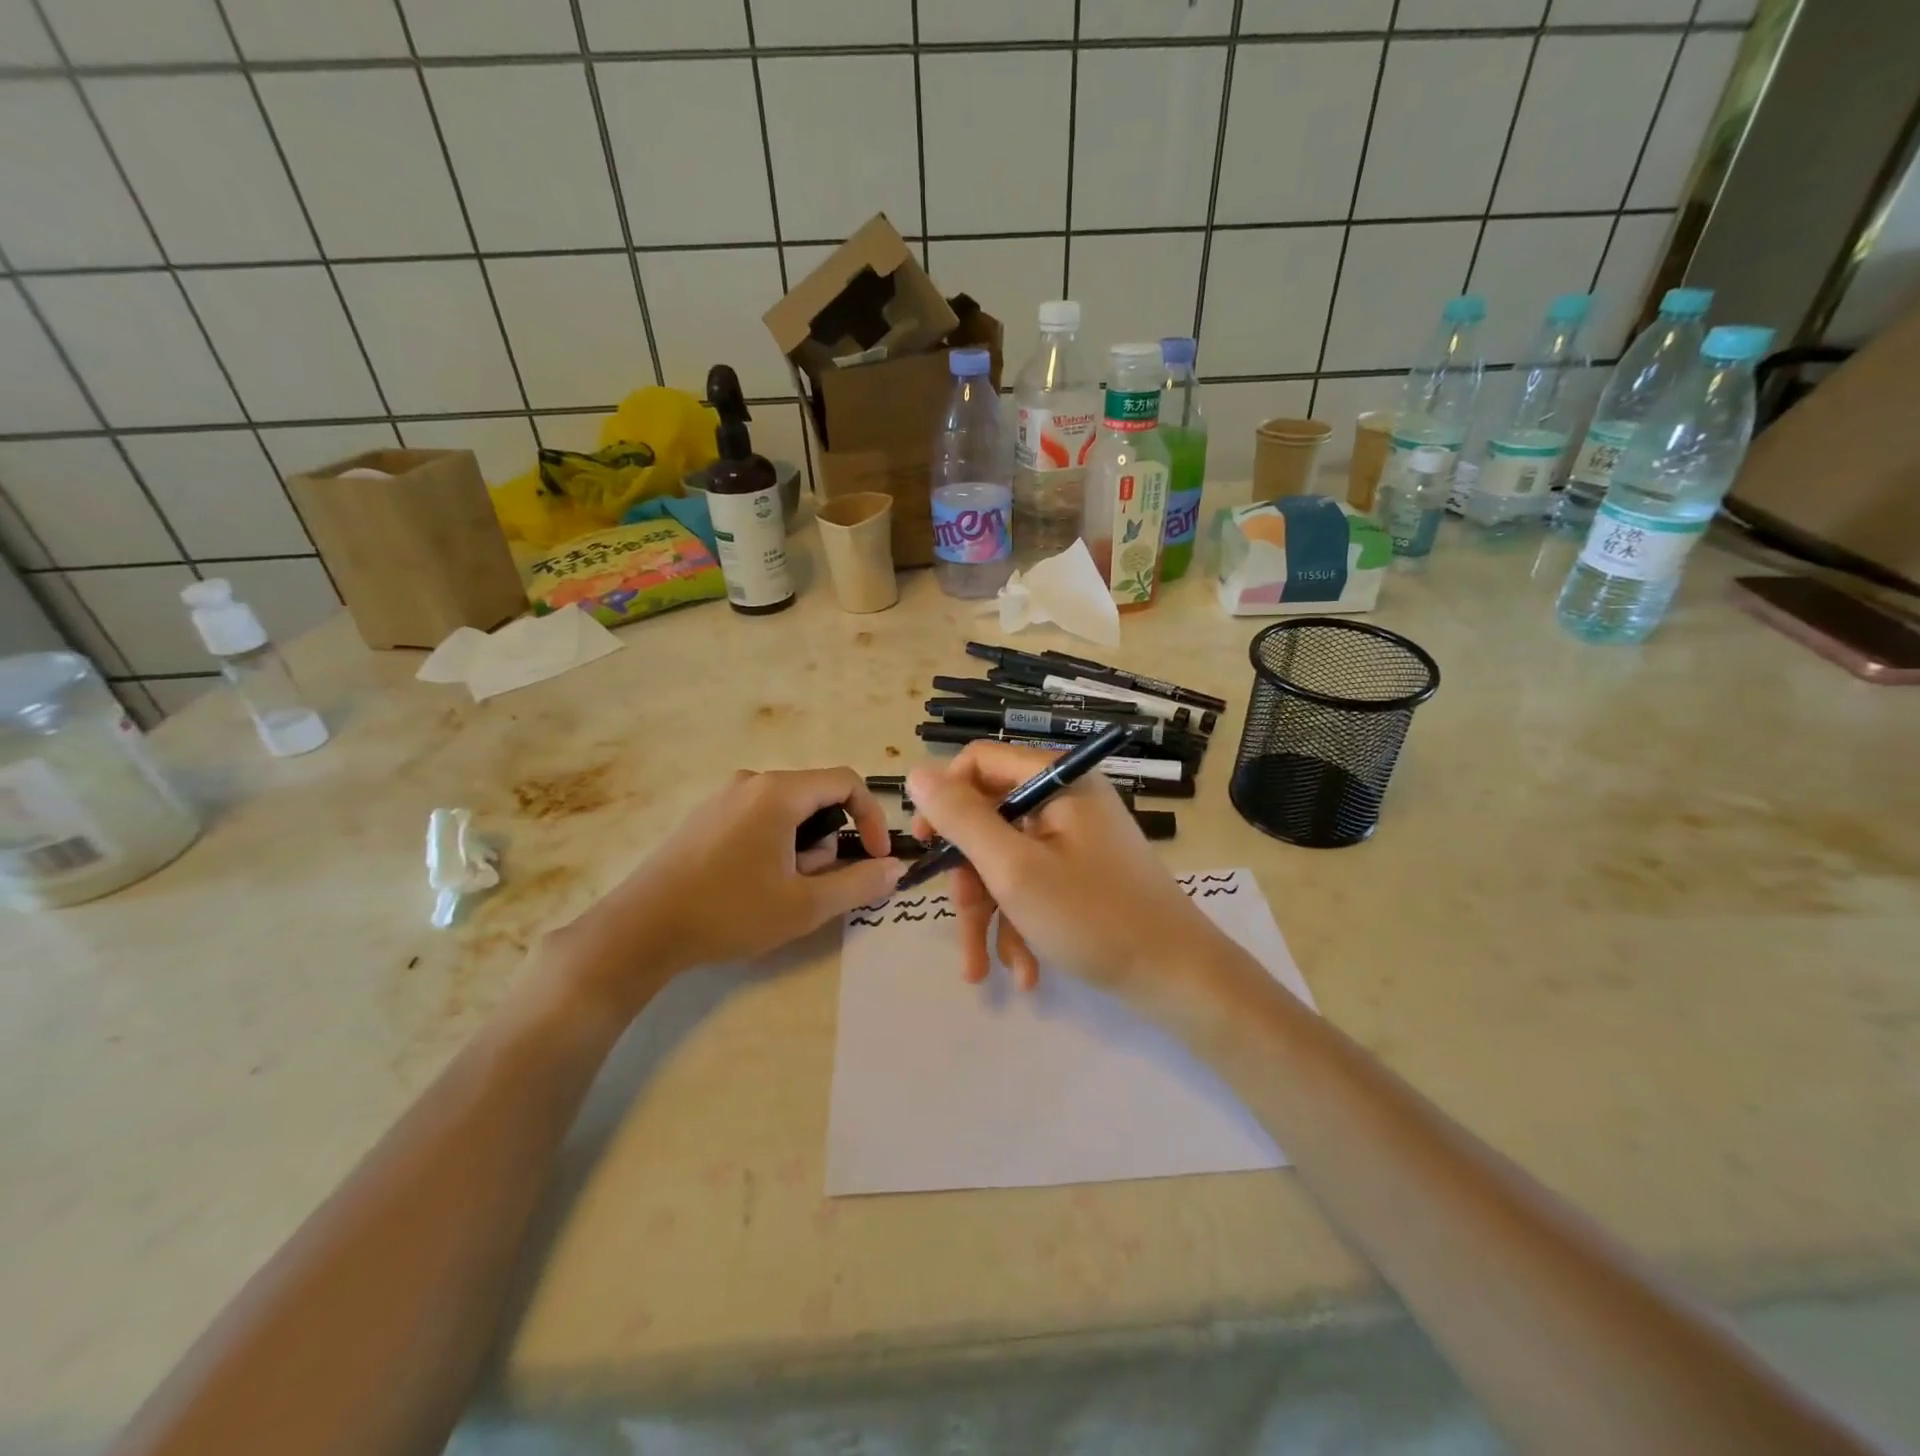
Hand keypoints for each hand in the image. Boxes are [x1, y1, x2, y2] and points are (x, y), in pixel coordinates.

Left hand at [560, 768, 902, 1013]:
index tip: (874, 857)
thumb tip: (896, 868)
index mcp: (779, 792)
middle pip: (816, 798)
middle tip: (811, 886)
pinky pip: (759, 818)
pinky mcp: (706, 816)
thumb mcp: (805, 905)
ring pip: (787, 811)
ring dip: (800, 848)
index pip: (847, 781)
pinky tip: (750, 885)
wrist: (641, 929)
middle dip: (827, 841)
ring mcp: (724, 797)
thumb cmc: (729, 912)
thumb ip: (859, 883)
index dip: (871, 817)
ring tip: (777, 890)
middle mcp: (752, 782)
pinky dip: (774, 845)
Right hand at [906, 743, 1227, 1009]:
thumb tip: (916, 773)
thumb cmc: (1094, 917)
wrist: (1180, 979)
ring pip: (1008, 863)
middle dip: (972, 881)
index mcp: (1058, 779)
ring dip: (992, 916)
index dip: (944, 800)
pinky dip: (1022, 924)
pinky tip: (1026, 972)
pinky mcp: (1084, 873)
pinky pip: (1035, 885)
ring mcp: (1078, 838)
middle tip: (964, 924)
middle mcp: (1068, 798)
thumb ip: (962, 819)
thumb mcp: (1014, 869)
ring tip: (984, 971)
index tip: (925, 846)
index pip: (978, 763)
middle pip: (990, 822)